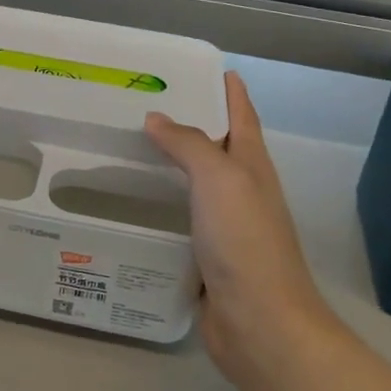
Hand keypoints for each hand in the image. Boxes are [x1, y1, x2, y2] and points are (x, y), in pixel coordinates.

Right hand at [146, 72, 342, 384]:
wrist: (260, 323)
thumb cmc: (245, 241)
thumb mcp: (220, 179)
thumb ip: (189, 144)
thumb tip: (156, 118)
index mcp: (252, 166)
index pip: (241, 115)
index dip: (229, 90)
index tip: (203, 68)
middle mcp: (242, 191)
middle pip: (217, 147)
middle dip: (189, 123)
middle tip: (144, 104)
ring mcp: (226, 226)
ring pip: (195, 184)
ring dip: (171, 164)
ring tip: (131, 147)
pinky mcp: (206, 256)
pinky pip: (180, 219)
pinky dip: (161, 205)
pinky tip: (133, 203)